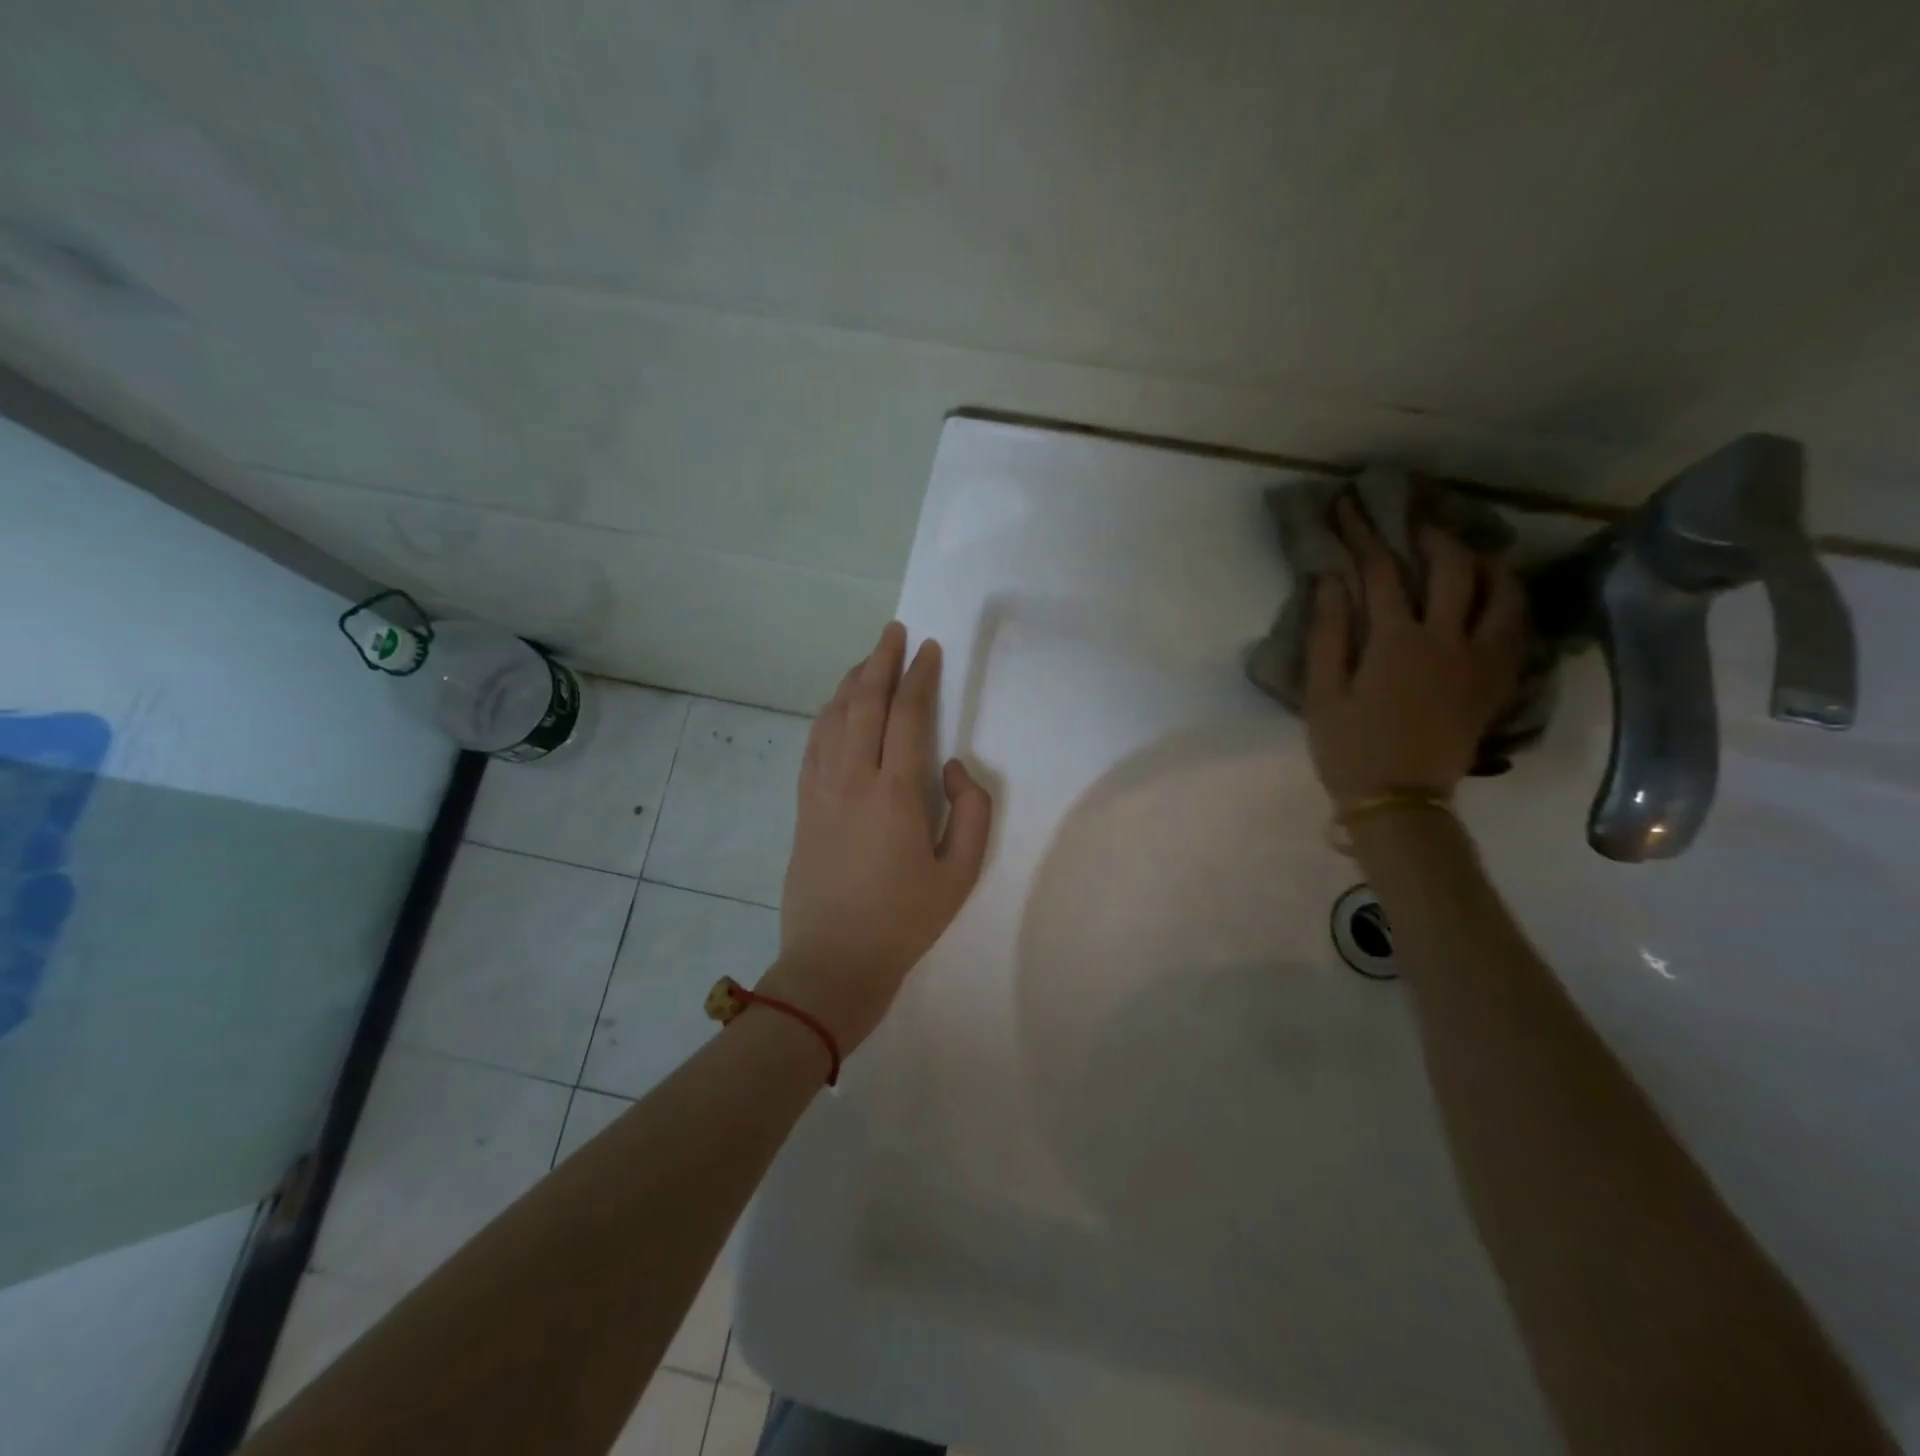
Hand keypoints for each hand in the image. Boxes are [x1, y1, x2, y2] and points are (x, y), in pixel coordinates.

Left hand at [764, 622, 992, 1053]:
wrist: (832, 962)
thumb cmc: (904, 921)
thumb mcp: (960, 874)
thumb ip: (971, 812)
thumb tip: (953, 767)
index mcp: (894, 793)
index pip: (907, 715)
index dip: (919, 676)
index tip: (929, 648)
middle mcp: (852, 778)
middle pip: (863, 702)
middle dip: (880, 660)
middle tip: (894, 632)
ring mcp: (820, 790)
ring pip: (832, 717)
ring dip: (851, 682)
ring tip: (868, 660)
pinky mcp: (803, 805)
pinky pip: (813, 743)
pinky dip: (828, 714)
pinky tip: (837, 707)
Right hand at [1305, 495, 1525, 806]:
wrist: (1400, 800)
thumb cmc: (1349, 747)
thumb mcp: (1321, 693)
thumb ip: (1328, 633)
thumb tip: (1330, 580)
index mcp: (1395, 642)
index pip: (1379, 571)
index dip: (1362, 534)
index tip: (1348, 506)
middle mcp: (1448, 639)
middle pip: (1450, 567)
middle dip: (1427, 534)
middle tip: (1411, 520)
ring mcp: (1481, 659)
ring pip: (1500, 590)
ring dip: (1481, 560)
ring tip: (1464, 551)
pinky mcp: (1498, 680)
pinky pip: (1518, 626)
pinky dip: (1508, 599)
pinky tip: (1494, 594)